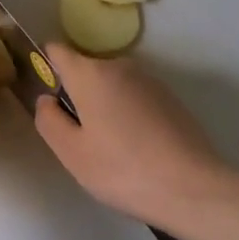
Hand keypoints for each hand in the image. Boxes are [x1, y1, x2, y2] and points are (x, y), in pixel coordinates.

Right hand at [33, 45, 237, 226]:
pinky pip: (135, 97)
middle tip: (79, 137)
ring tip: (111, 148)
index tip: (47, 96)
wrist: (193, 188)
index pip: (57, 51)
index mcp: (90, 73)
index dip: (45, 66)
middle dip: (77, 94)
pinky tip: (137, 148)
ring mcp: (149, 80)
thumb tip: (46, 100)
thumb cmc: (123, 170)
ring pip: (112, 85)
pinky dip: (128, 114)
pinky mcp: (170, 98)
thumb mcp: (71, 153)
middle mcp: (120, 66)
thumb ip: (48, 120)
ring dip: (104, 105)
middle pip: (86, 70)